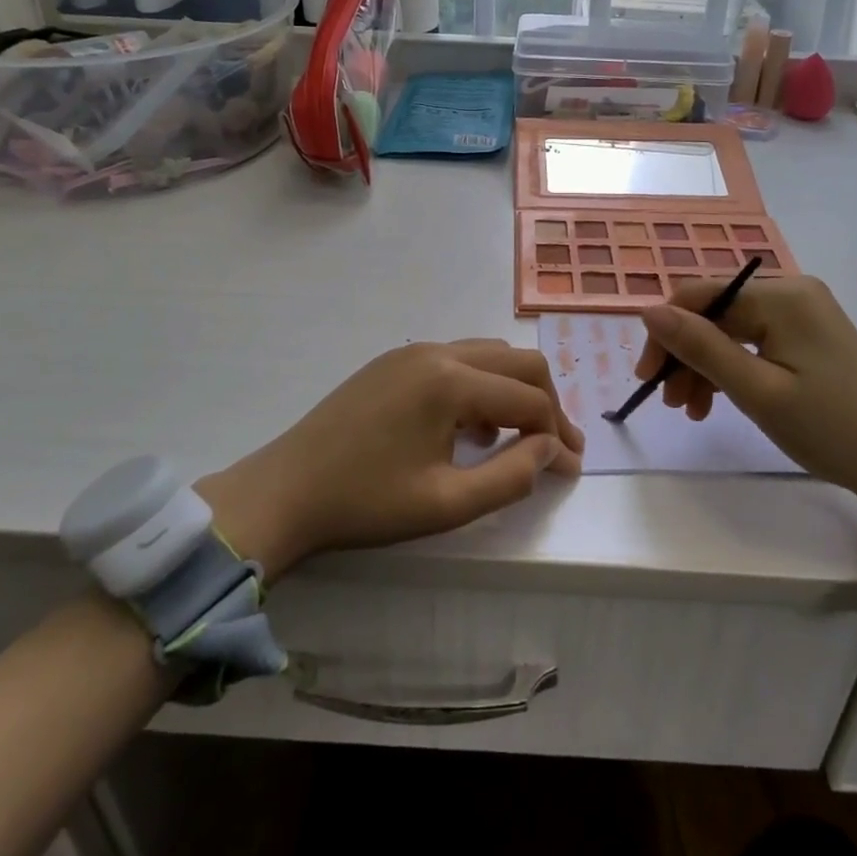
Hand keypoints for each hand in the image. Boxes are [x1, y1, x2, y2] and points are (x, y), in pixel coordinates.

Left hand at [196, 340, 583, 579]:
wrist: (284, 490)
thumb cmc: (366, 503)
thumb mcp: (446, 504)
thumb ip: (511, 476)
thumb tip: (552, 449)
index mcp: (451, 381)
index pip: (529, 399)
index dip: (559, 434)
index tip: (572, 469)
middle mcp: (438, 351)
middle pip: (518, 361)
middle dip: (546, 402)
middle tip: (556, 447)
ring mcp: (412, 351)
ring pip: (488, 355)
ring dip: (513, 390)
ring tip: (515, 440)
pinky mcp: (393, 361)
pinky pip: (457, 360)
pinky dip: (480, 386)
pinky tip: (469, 429)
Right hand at [634, 277, 856, 543]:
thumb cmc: (830, 429)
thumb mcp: (756, 391)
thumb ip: (700, 347)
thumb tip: (648, 310)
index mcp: (782, 296)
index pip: (700, 295)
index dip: (666, 331)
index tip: (646, 377)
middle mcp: (792, 291)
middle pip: (716, 312)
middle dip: (686, 354)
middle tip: (672, 404)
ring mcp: (803, 313)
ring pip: (731, 329)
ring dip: (705, 366)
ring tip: (693, 411)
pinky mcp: (810, 335)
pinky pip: (755, 341)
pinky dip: (732, 368)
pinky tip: (719, 400)